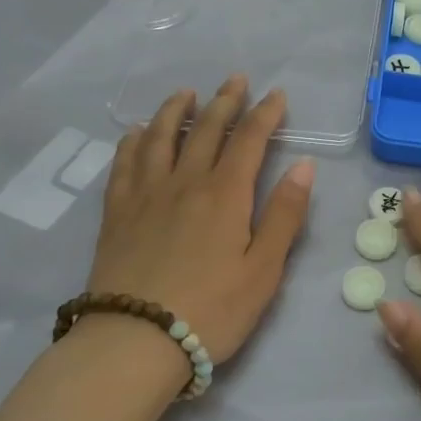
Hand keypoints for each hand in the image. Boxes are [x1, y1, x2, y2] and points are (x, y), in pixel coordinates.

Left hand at [87, 75, 313, 362]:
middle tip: (236, 80)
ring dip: (174, 110)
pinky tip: (136, 134)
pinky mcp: (117, 214)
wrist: (136, 340)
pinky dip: (133, 141)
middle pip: (205, 130)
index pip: (249, 141)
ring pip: (159, 137)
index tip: (276, 94)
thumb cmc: (213, 309)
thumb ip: (284, 215)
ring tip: (185, 93)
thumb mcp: (264, 269)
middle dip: (224, 101)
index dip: (265, 114)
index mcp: (225, 195)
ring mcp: (145, 195)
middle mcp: (184, 182)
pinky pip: (124, 164)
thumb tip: (304, 165)